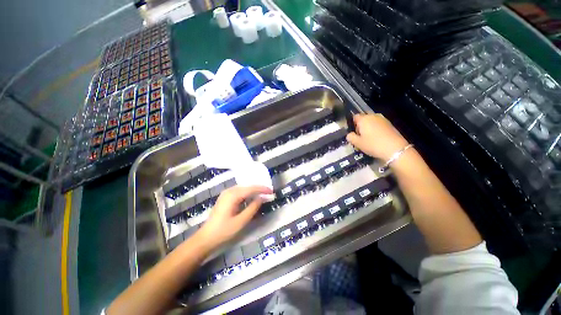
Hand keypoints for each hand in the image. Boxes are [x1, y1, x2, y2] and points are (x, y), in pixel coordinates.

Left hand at [197, 185, 272, 251]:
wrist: (206, 238)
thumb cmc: (224, 231)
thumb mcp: (241, 221)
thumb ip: (253, 207)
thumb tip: (262, 198)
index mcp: (233, 195)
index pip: (251, 189)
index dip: (262, 189)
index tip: (272, 191)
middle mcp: (229, 191)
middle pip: (247, 187)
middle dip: (259, 189)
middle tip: (269, 193)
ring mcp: (226, 193)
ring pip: (243, 188)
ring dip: (253, 191)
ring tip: (263, 194)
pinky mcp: (225, 197)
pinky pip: (239, 192)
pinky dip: (247, 193)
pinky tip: (252, 197)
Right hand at [347, 114, 409, 161]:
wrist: (395, 149)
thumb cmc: (373, 145)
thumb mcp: (357, 143)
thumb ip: (350, 137)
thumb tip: (349, 134)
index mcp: (363, 119)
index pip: (355, 117)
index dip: (353, 124)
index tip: (354, 133)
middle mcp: (373, 116)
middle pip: (364, 118)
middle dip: (361, 126)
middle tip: (361, 137)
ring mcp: (382, 119)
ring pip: (372, 121)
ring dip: (369, 128)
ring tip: (369, 138)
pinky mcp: (390, 124)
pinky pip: (379, 124)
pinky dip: (376, 129)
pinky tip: (377, 138)